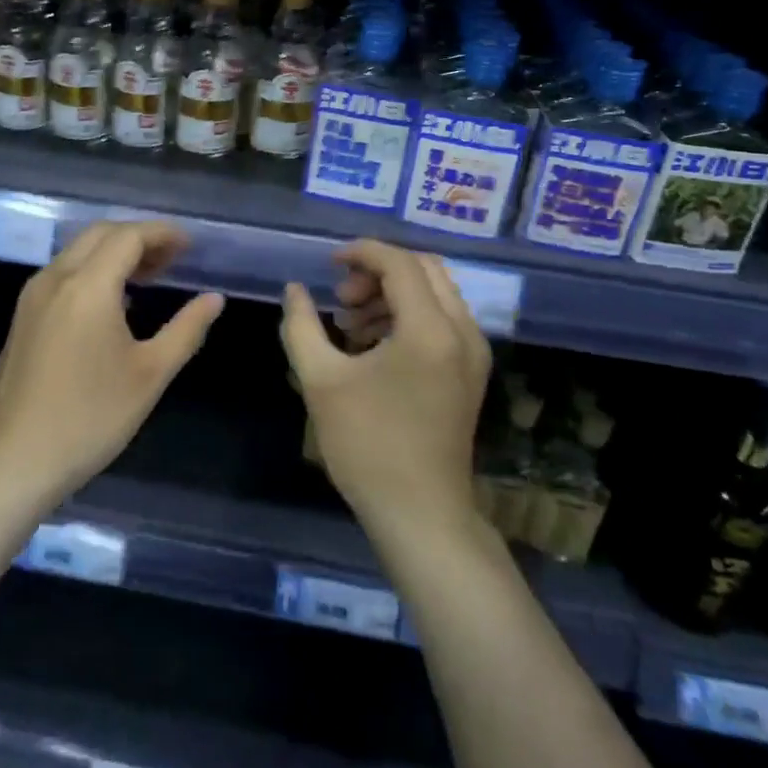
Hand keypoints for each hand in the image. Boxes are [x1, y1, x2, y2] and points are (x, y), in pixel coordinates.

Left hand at [0, 221, 224, 514]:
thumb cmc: (89, 418)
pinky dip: (94, 270)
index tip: (191, 245)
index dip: (162, 234)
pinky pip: (64, 273)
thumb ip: (186, 330)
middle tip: (173, 259)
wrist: (12, 460)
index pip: (128, 237)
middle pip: (101, 234)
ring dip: (115, 253)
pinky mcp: (24, 316)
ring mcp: (34, 296)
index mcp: (88, 286)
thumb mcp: (150, 375)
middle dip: (139, 237)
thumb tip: (214, 299)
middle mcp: (56, 278)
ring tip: (151, 277)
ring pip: (79, 252)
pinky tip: (115, 303)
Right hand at [281, 240, 490, 531]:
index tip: (328, 264)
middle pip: (424, 269)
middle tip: (342, 299)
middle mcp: (462, 331)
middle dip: (378, 272)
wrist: (420, 514)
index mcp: (430, 329)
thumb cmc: (367, 445)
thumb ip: (301, 325)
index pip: (400, 263)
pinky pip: (442, 320)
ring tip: (350, 325)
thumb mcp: (321, 380)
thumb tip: (294, 289)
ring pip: (435, 293)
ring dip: (392, 294)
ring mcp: (473, 354)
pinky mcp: (471, 373)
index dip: (361, 253)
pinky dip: (408, 316)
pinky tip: (373, 345)